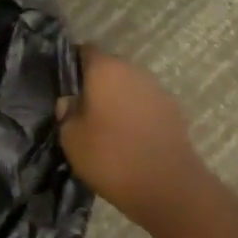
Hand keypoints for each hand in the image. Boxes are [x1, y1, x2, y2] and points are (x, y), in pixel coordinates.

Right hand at [57, 46, 205, 228]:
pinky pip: (145, 105)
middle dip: (95, 84)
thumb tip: (71, 101)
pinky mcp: (174, 111)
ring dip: (117, 99)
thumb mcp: (70, 137)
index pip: (84, 51)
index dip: (71, 65)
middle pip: (109, 68)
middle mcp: (133, 71)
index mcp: (105, 69)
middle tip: (81, 110)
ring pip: (129, 86)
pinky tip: (128, 138)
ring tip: (104, 127)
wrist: (167, 186)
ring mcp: (157, 90)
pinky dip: (135, 115)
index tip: (63, 86)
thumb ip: (67, 112)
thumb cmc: (110, 156)